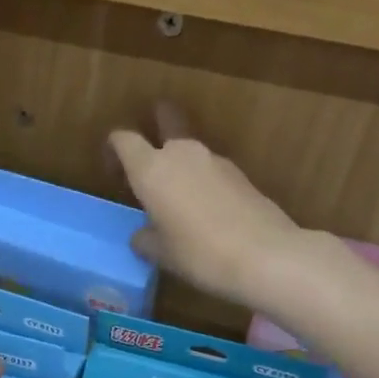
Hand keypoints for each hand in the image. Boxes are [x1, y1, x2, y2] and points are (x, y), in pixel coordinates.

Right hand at [109, 104, 305, 308]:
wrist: (265, 256)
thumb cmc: (199, 253)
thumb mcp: (161, 254)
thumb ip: (145, 239)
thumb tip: (143, 235)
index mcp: (151, 169)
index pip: (123, 139)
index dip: (114, 150)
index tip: (114, 173)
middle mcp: (181, 154)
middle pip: (166, 121)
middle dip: (155, 126)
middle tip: (148, 155)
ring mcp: (215, 160)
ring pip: (189, 150)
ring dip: (179, 163)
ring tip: (177, 197)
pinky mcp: (240, 174)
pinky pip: (210, 170)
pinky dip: (202, 181)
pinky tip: (205, 211)